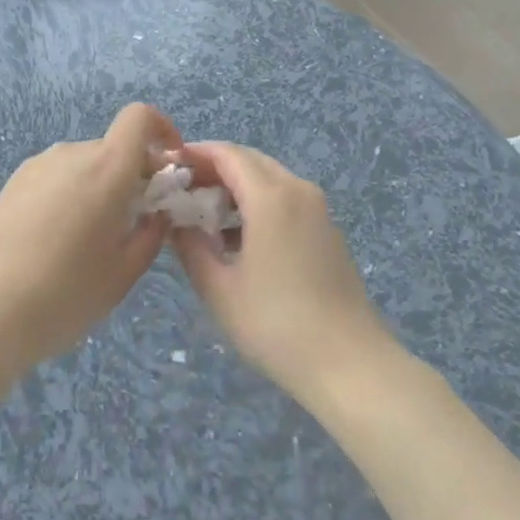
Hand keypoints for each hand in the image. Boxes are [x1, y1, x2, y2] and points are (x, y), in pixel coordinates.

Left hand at [0, 103, 181, 377]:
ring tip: (91, 237)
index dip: (162, 130)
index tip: (169, 167)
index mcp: (106, 168)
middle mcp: (71, 154)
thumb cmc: (66, 294)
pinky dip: (70, 193)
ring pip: (84, 163)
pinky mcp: (12, 182)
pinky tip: (56, 239)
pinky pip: (56, 176)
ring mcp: (37, 165)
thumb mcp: (123, 272)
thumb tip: (156, 212)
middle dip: (132, 174)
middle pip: (113, 147)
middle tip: (134, 221)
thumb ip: (150, 233)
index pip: (140, 118)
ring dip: (99, 186)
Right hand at [171, 142, 391, 398]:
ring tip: (205, 216)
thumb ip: (190, 247)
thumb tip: (176, 223)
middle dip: (214, 169)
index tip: (169, 167)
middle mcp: (297, 191)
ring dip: (236, 187)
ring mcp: (318, 210)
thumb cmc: (276, 325)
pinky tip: (238, 238)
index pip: (227, 154)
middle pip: (250, 161)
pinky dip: (258, 203)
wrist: (349, 364)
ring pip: (269, 179)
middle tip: (183, 192)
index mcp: (271, 197)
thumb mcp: (219, 289)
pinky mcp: (327, 230)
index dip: (195, 154)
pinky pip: (286, 199)